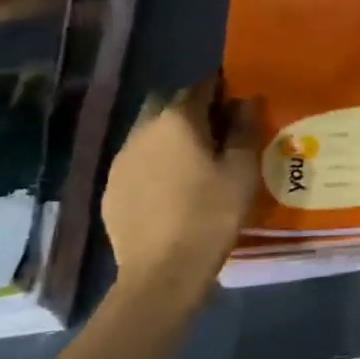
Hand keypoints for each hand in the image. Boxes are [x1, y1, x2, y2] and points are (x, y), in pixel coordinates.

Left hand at [101, 79, 259, 290]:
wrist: (162, 272)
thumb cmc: (210, 215)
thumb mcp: (242, 171)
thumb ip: (245, 129)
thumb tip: (248, 99)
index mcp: (178, 119)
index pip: (200, 87)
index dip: (221, 89)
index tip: (237, 102)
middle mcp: (143, 129)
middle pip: (167, 102)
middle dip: (190, 107)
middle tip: (215, 130)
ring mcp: (121, 158)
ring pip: (148, 131)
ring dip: (169, 135)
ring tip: (192, 160)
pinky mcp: (111, 187)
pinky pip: (136, 160)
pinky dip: (154, 162)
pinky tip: (170, 187)